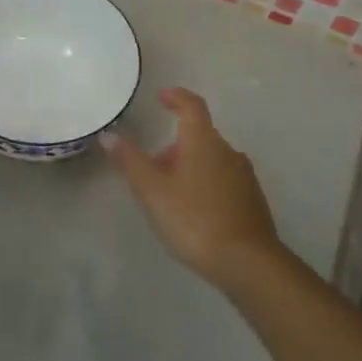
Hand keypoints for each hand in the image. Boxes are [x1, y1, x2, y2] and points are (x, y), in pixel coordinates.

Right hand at [103, 88, 282, 284]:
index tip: (162, 97)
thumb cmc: (194, 219)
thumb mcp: (152, 191)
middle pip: (199, 136)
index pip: (192, 106)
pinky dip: (204, 185)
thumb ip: (130, 161)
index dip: (176, 97)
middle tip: (151, 168)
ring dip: (189, 167)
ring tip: (168, 195)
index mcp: (203, 141)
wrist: (248, 263)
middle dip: (174, 146)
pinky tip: (193, 213)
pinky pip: (223, 181)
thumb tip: (109, 135)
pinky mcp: (252, 201)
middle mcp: (228, 152)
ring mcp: (244, 177)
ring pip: (211, 160)